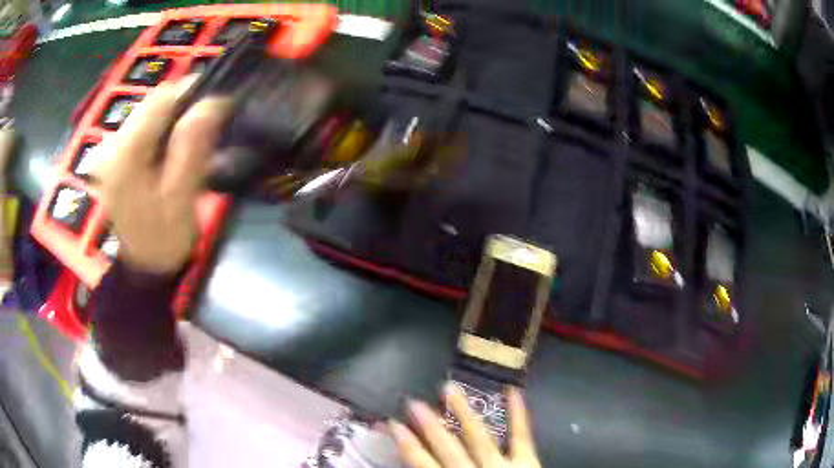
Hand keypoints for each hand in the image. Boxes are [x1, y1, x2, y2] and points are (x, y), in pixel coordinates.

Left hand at [92, 79, 230, 273]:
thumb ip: (192, 147)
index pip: (161, 99)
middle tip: (209, 124)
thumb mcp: (181, 197)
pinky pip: (142, 127)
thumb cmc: (163, 240)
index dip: (192, 91)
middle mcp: (111, 144)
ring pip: (149, 112)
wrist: (141, 268)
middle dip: (183, 105)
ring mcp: (109, 149)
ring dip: (174, 116)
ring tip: (193, 137)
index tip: (219, 102)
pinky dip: (162, 129)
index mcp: (125, 155)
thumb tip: (212, 102)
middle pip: (153, 102)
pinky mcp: (113, 155)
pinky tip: (172, 147)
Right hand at [389, 383, 541, 467]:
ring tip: (450, 389)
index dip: (408, 446)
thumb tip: (415, 466)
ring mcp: (503, 466)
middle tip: (413, 402)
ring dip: (463, 413)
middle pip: (449, 449)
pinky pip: (521, 437)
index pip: (424, 466)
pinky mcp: (528, 462)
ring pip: (480, 437)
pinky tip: (513, 392)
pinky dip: (518, 415)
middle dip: (430, 426)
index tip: (392, 425)